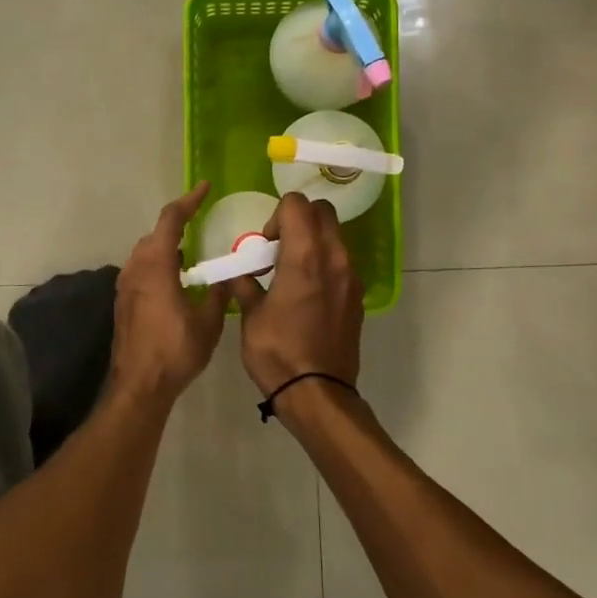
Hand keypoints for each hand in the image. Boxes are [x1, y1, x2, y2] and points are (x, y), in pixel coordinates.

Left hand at [108, 183, 229, 404]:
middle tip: (201, 221)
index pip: (171, 220)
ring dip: (166, 245)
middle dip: (178, 224)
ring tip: (191, 251)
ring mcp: (125, 285)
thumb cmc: (176, 351)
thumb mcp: (208, 322)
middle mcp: (135, 268)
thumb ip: (219, 294)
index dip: (188, 201)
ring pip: (145, 252)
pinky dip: (158, 263)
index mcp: (156, 266)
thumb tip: (227, 277)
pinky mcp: (122, 301)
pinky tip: (175, 278)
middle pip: (155, 234)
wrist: (140, 386)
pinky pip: (140, 269)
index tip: (205, 188)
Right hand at [227, 193, 362, 395]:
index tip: (265, 243)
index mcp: (305, 256)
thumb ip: (244, 283)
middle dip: (299, 219)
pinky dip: (324, 262)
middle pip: (322, 212)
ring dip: (313, 240)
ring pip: (335, 235)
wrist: (318, 393)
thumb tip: (240, 272)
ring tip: (290, 271)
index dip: (276, 215)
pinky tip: (306, 292)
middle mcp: (335, 258)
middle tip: (278, 248)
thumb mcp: (250, 315)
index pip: (297, 204)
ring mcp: (351, 277)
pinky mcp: (356, 295)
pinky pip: (341, 261)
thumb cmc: (277, 352)